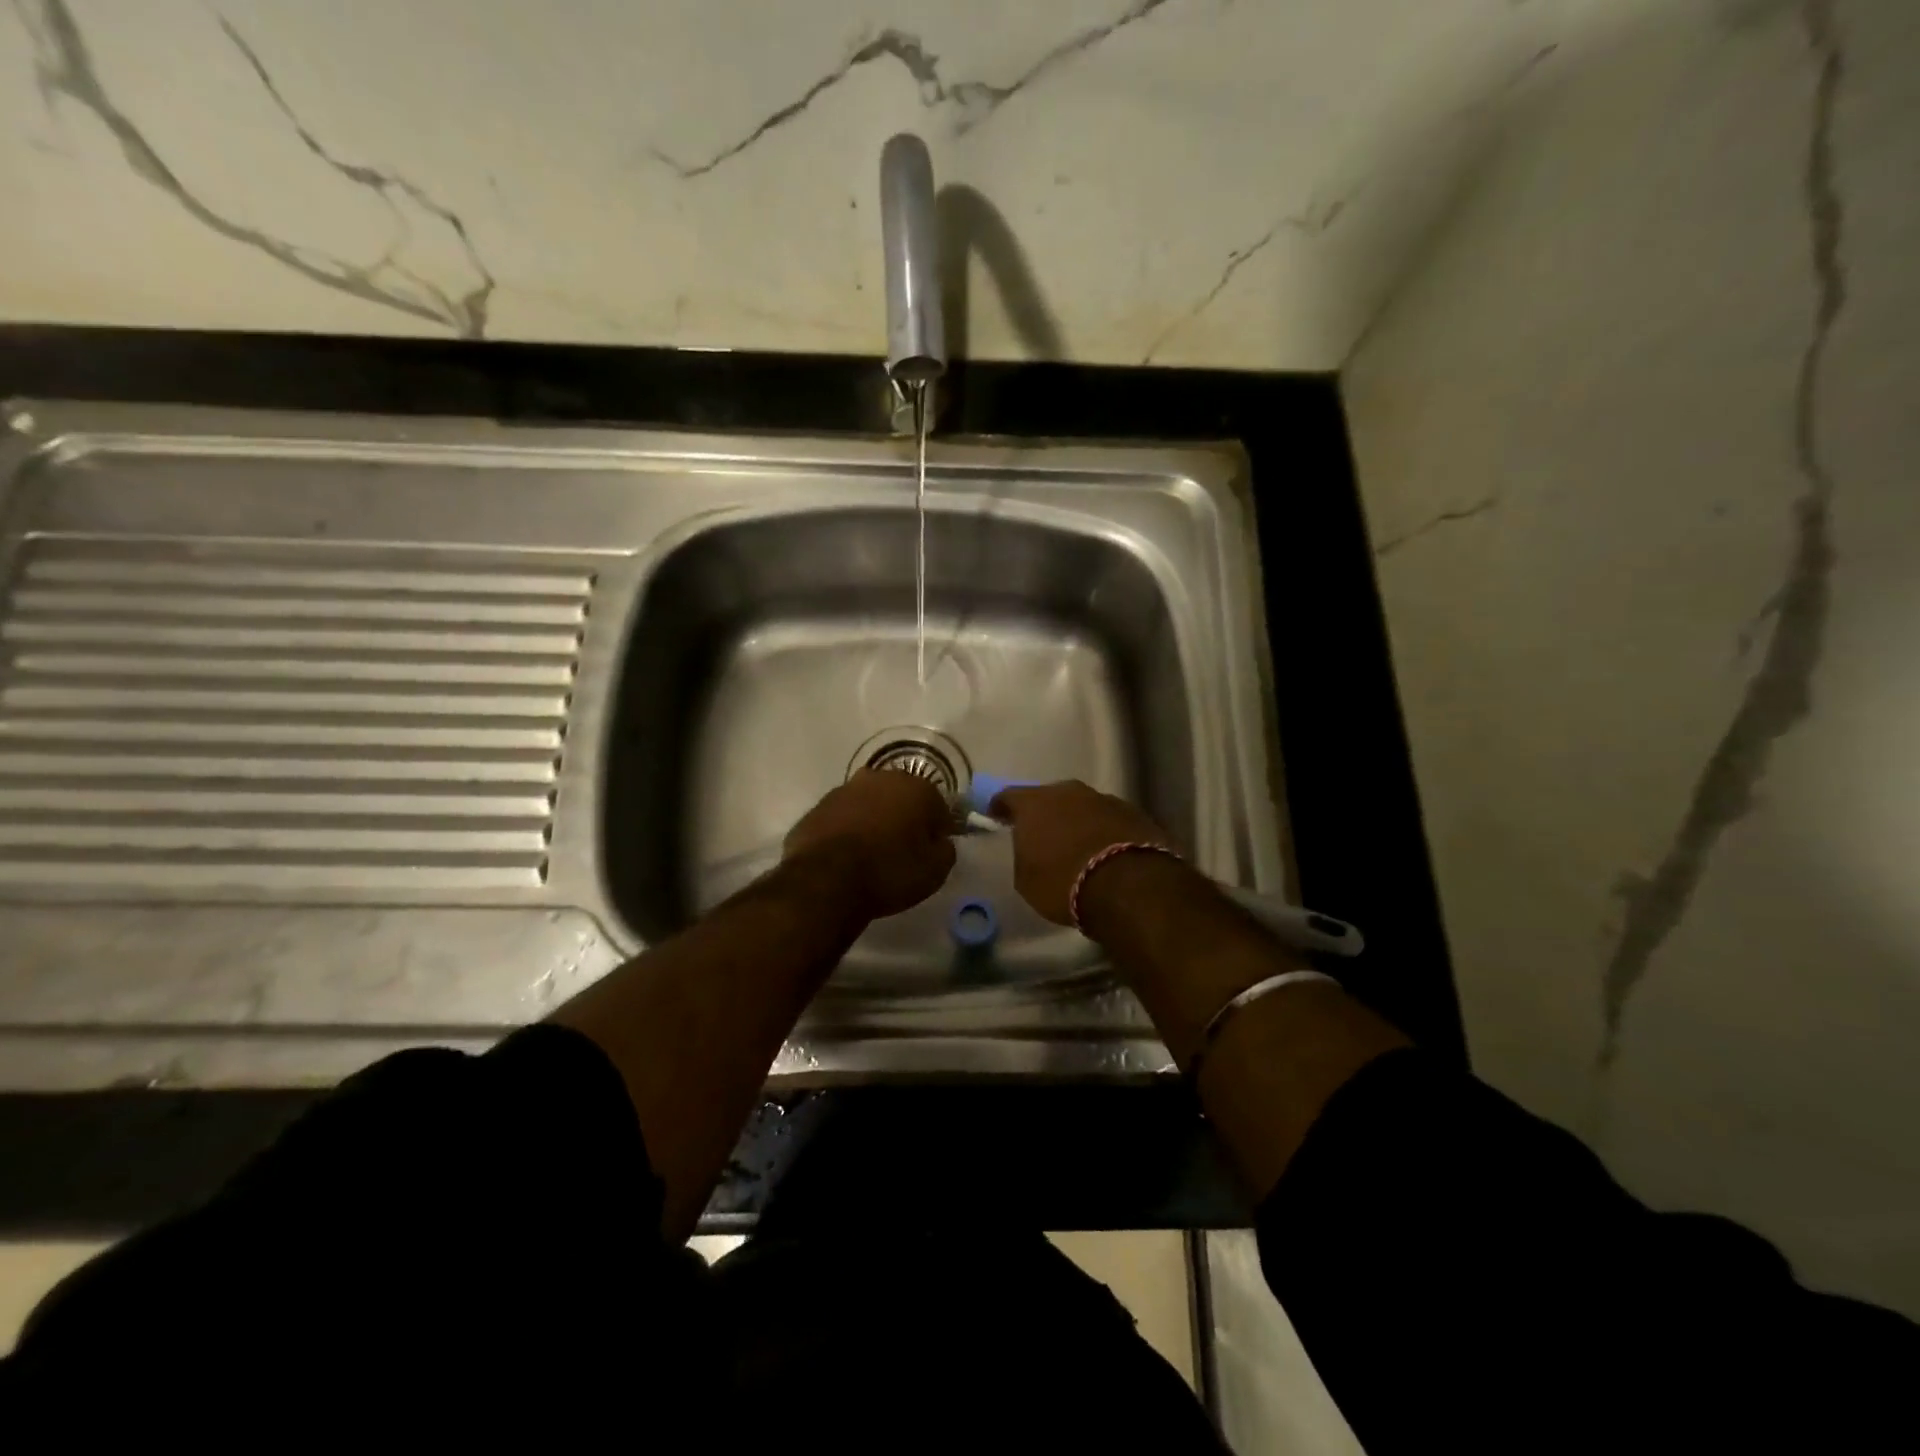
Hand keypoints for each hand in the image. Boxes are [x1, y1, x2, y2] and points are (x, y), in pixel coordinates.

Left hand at [784, 770, 956, 920]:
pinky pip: (844, 817)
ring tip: (872, 854)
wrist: (824, 880)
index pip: (939, 808)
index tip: (932, 852)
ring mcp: (846, 789)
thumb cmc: (888, 872)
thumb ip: (945, 851)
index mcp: (917, 789)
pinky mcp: (819, 806)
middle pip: (902, 798)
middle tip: (903, 850)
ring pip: (870, 804)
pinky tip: (846, 855)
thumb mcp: (934, 872)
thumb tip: (940, 842)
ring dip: (875, 821)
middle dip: (905, 819)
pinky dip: (849, 830)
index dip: (938, 831)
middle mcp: (882, 778)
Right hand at [988, 780, 1174, 925]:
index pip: (1008, 796)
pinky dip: (1103, 831)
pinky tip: (1105, 851)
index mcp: (1034, 803)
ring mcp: (1104, 799)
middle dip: (1044, 813)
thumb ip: (1024, 856)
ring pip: (1082, 806)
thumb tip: (1032, 850)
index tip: (996, 818)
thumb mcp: (1026, 880)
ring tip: (1077, 845)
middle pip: (1049, 797)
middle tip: (1041, 833)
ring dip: (1077, 821)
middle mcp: (1068, 792)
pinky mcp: (1134, 813)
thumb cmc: (1064, 883)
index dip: (1000, 808)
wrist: (1129, 886)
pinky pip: (1109, 820)